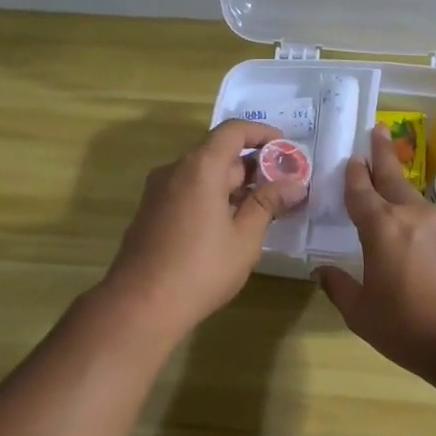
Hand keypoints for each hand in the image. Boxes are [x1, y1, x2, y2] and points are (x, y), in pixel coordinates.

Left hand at [102, 119, 306, 340]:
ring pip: (203, 175)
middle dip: (252, 166)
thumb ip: (268, 204)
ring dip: (233, 185)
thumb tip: (295, 184)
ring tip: (262, 209)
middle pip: (218, 153)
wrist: (141, 305)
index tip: (286, 148)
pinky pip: (188, 192)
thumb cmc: (201, 269)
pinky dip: (212, 198)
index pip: (233, 131)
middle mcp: (175, 170)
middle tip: (283, 188)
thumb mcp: (245, 238)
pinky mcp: (151, 213)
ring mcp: (158, 192)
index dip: (262, 134)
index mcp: (200, 167)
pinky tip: (229, 226)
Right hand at [316, 124, 435, 379]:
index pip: (361, 192)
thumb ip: (339, 287)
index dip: (352, 175)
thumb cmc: (407, 326)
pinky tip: (404, 210)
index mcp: (382, 228)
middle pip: (392, 177)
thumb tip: (322, 270)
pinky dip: (409, 202)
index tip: (349, 157)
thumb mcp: (361, 312)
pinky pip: (423, 211)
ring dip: (396, 177)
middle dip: (381, 153)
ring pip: (410, 192)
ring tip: (386, 166)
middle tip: (376, 129)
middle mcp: (410, 216)